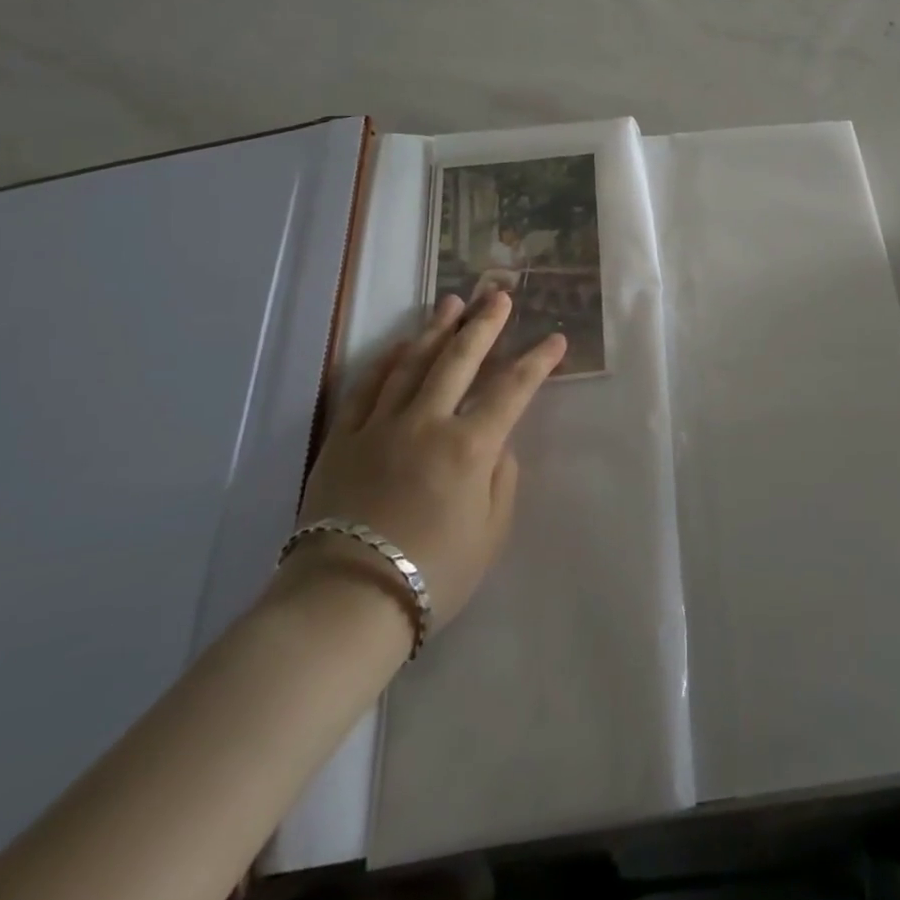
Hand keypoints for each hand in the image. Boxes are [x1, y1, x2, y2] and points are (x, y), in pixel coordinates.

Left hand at [290, 291, 567, 636]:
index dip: (538, 361)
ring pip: (412, 363)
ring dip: (437, 330)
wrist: (345, 604)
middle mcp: (426, 423)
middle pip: (460, 360)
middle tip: (499, 294)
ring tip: (453, 303)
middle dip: (485, 324)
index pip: (512, 390)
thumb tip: (498, 443)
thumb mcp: (490, 532)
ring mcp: (380, 427)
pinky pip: (365, 388)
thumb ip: (501, 479)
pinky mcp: (343, 440)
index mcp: (469, 446)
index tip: (556, 339)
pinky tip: (399, 345)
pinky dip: (385, 361)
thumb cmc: (433, 574)